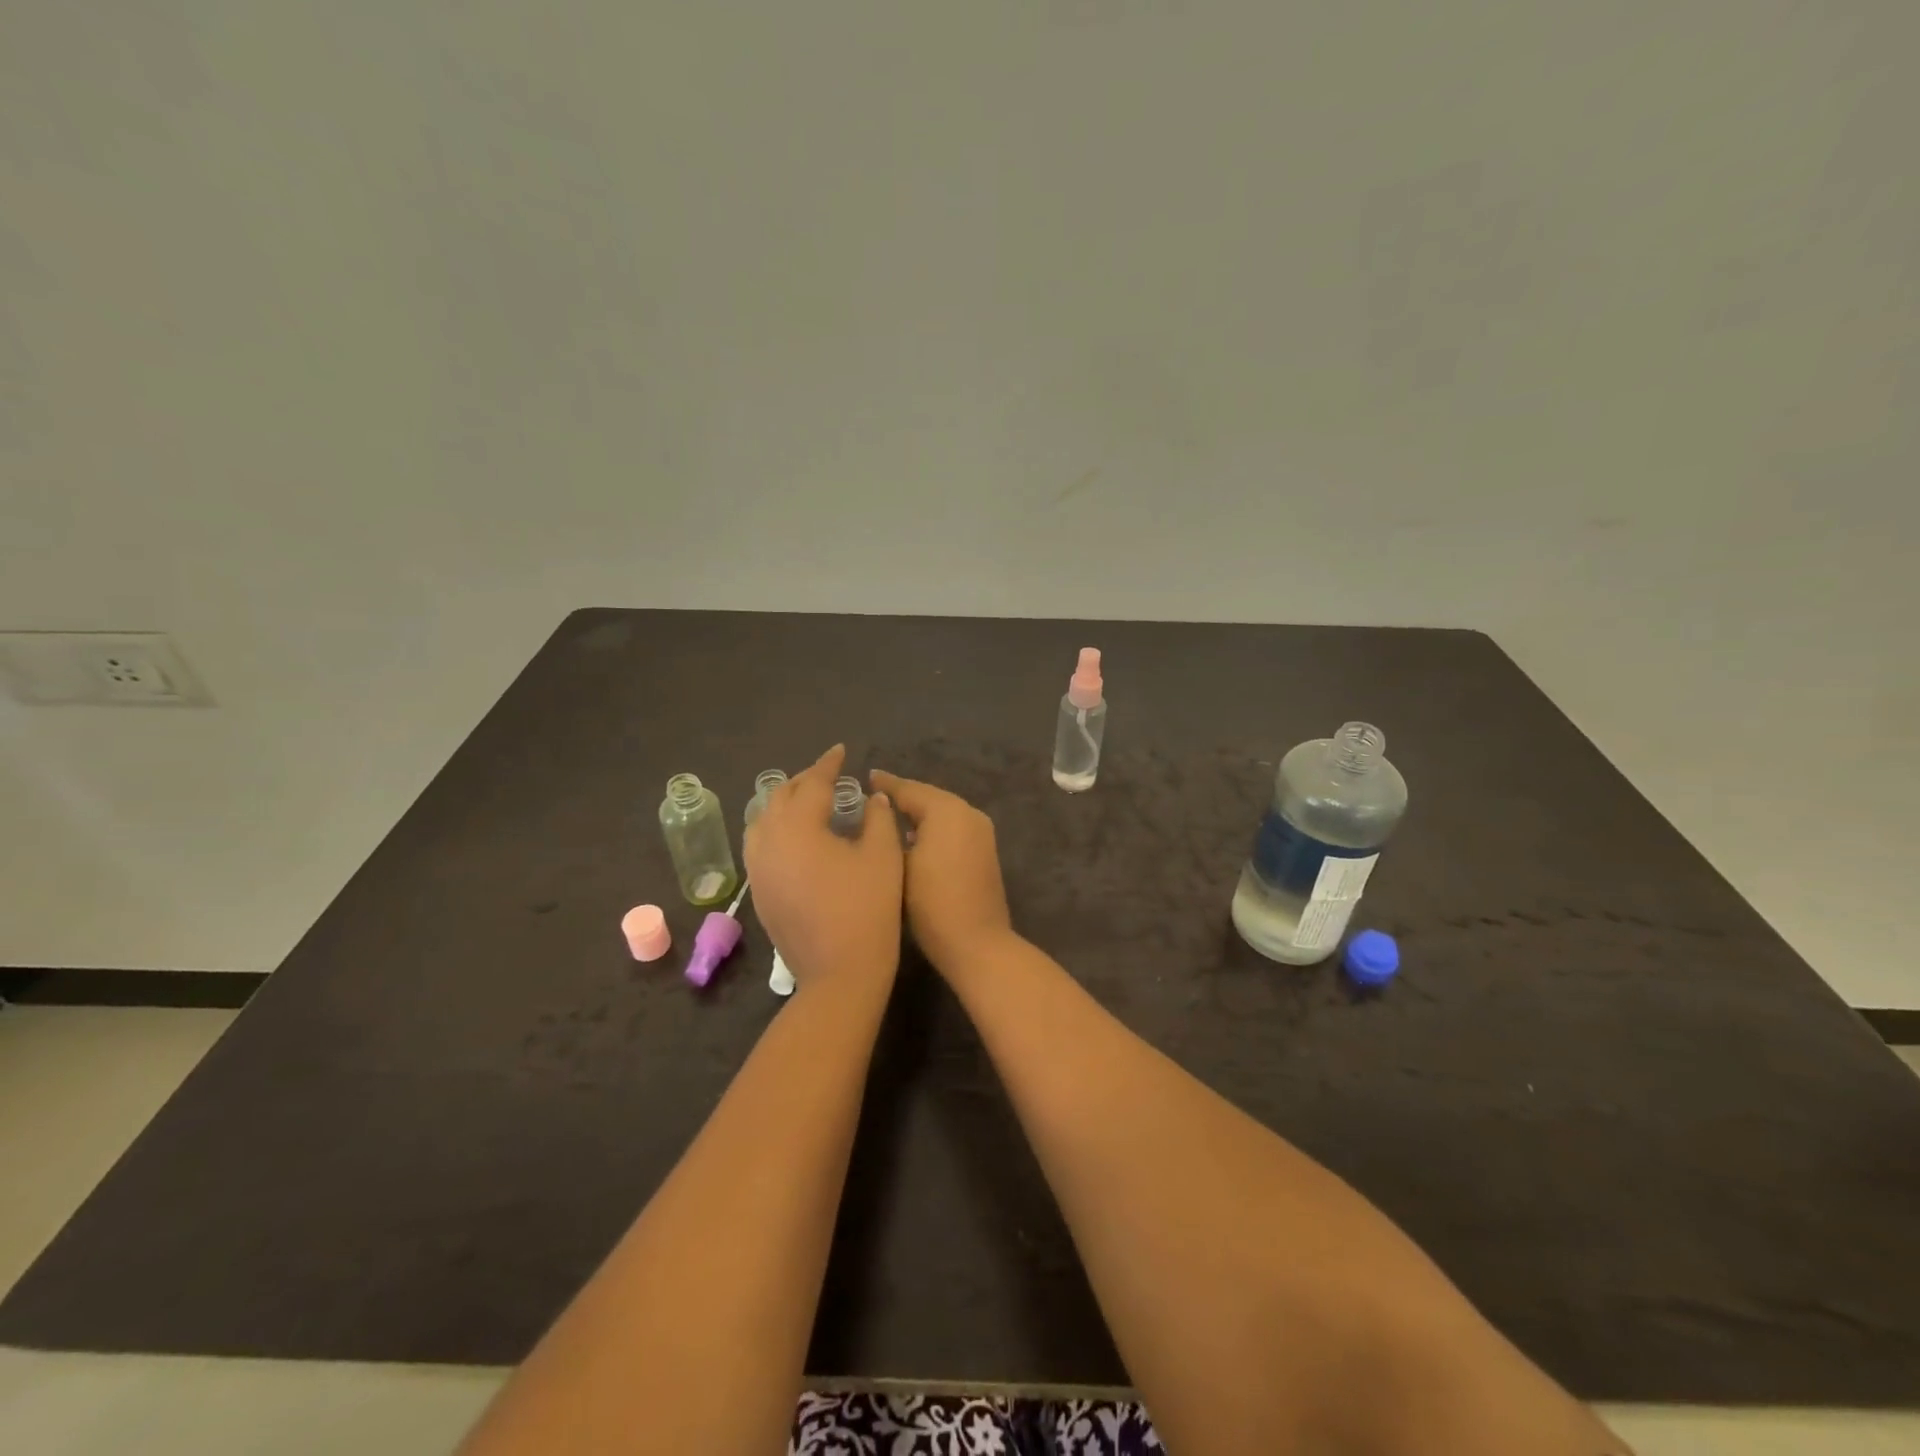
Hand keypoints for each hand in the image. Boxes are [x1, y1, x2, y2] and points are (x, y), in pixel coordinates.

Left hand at [744, 746, 902, 990]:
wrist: (839, 974)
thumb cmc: (867, 909)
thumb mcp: (883, 856)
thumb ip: (878, 818)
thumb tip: (872, 799)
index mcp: (797, 827)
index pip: (812, 783)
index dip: (828, 764)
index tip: (841, 751)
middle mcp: (768, 841)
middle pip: (780, 797)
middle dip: (804, 781)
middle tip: (829, 776)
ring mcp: (758, 869)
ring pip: (763, 820)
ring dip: (785, 804)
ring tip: (809, 801)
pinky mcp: (758, 892)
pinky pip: (760, 845)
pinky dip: (776, 829)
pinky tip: (796, 837)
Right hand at [869, 771, 1013, 974]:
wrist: (977, 944)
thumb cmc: (932, 903)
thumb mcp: (900, 865)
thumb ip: (891, 833)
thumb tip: (885, 813)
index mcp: (948, 811)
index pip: (910, 790)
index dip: (886, 784)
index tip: (866, 777)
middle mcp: (969, 814)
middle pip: (930, 798)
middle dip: (903, 797)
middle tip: (873, 796)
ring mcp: (981, 833)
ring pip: (943, 813)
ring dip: (919, 813)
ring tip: (888, 817)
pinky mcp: (985, 852)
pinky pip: (953, 829)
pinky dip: (933, 828)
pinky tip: (913, 838)